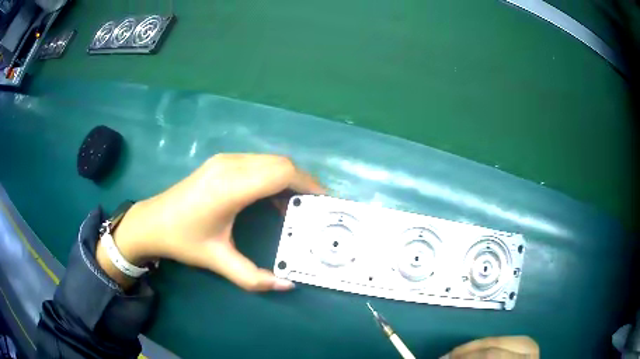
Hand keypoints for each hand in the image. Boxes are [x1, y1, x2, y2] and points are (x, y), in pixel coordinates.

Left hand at [97, 154, 324, 290]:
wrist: (151, 222)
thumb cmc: (183, 241)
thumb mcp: (218, 262)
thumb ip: (254, 277)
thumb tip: (288, 285)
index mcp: (231, 187)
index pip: (281, 173)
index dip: (308, 184)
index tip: (324, 202)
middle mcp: (230, 165)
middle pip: (280, 163)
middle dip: (303, 182)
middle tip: (313, 208)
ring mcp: (224, 159)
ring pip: (269, 160)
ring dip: (287, 179)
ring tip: (295, 206)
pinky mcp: (220, 162)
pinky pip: (257, 162)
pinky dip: (272, 177)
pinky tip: (271, 198)